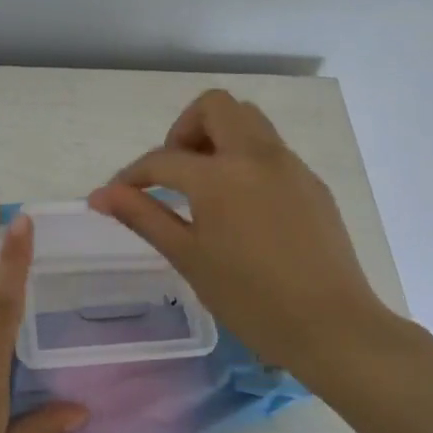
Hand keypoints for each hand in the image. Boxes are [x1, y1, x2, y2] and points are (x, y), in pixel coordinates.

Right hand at [87, 90, 402, 374]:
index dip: (132, 174)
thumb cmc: (250, 299)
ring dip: (218, 137)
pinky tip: (243, 207)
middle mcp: (257, 156)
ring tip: (205, 186)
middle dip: (184, 130)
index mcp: (220, 176)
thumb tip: (101, 195)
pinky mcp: (312, 183)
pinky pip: (272, 150)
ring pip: (249, 121)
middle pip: (215, 107)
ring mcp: (290, 166)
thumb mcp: (188, 257)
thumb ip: (143, 216)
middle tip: (174, 173)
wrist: (331, 326)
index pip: (163, 158)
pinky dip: (246, 159)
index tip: (117, 195)